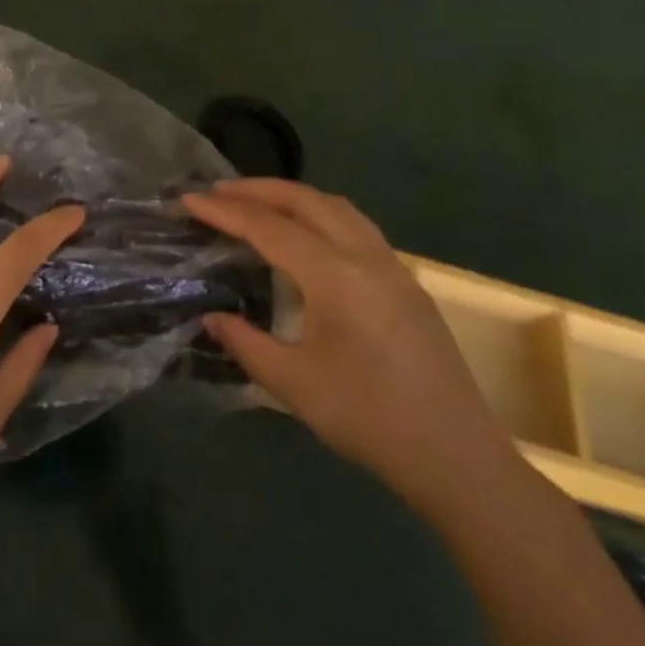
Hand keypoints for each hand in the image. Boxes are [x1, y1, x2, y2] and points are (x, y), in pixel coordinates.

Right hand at [184, 179, 520, 513]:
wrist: (455, 455)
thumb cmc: (368, 418)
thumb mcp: (293, 383)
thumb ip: (245, 342)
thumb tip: (212, 318)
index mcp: (336, 276)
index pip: (270, 228)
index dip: (225, 212)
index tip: (189, 199)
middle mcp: (366, 256)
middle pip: (306, 200)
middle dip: (257, 190)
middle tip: (217, 191)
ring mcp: (393, 266)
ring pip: (337, 207)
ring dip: (292, 197)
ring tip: (257, 204)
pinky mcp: (407, 282)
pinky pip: (356, 226)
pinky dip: (320, 214)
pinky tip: (306, 236)